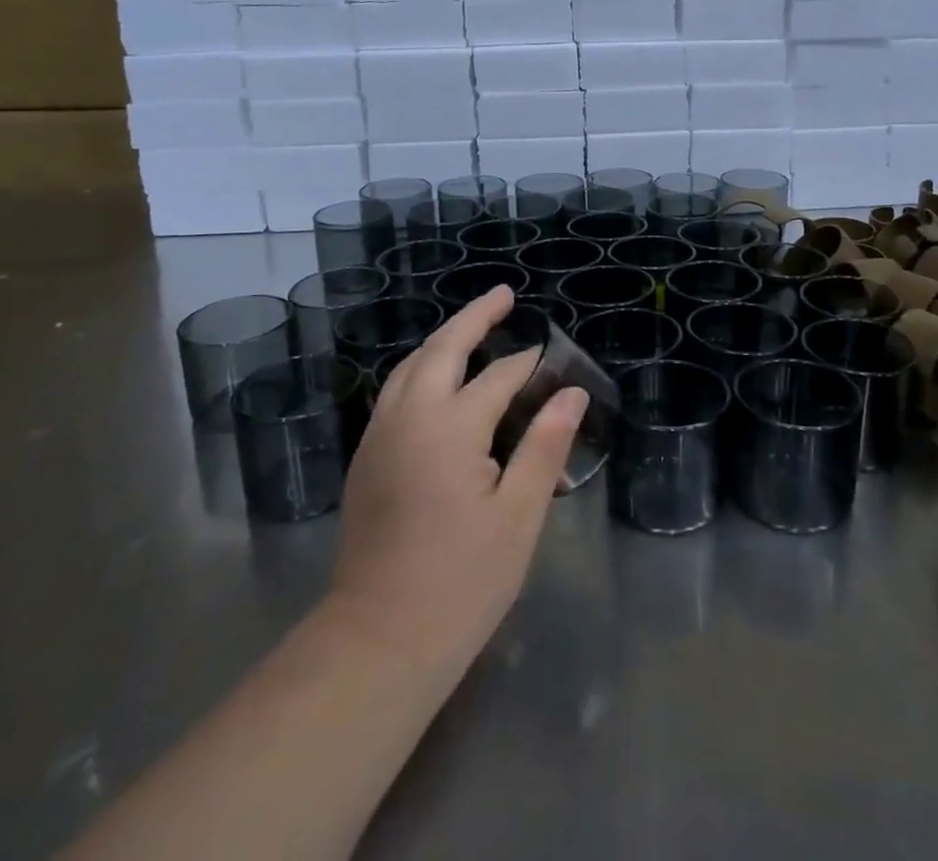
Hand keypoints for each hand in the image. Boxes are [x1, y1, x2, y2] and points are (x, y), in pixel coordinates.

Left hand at [327, 286, 588, 681]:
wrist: (378, 641)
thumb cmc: (461, 581)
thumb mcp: (519, 516)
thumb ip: (545, 446)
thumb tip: (571, 393)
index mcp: (451, 427)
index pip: (499, 377)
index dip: (529, 365)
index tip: (553, 357)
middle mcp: (409, 417)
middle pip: (443, 349)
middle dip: (474, 317)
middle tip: (504, 296)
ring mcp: (380, 435)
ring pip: (410, 366)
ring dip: (442, 340)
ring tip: (471, 328)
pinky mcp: (366, 458)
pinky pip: (395, 391)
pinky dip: (420, 368)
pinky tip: (436, 380)